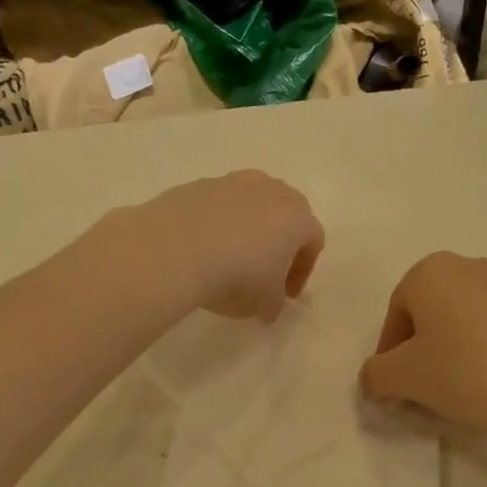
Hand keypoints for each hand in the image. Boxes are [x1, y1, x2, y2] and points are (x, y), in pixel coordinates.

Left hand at [127, 171, 323, 320]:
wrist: (174, 249)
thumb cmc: (236, 277)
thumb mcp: (265, 304)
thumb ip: (275, 303)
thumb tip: (270, 304)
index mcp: (296, 216)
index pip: (312, 241)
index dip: (302, 271)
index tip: (285, 295)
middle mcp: (269, 190)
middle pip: (284, 214)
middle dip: (278, 243)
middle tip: (263, 273)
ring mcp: (231, 182)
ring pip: (249, 205)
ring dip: (246, 229)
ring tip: (228, 258)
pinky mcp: (197, 184)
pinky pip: (216, 206)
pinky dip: (215, 225)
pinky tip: (200, 249)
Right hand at [360, 253, 486, 442]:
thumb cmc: (472, 372)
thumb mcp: (407, 379)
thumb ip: (377, 375)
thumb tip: (374, 377)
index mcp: (433, 271)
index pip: (395, 314)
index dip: (389, 356)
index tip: (396, 390)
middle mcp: (473, 266)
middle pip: (433, 314)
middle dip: (424, 353)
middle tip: (426, 392)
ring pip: (469, 322)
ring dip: (458, 353)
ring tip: (465, 394)